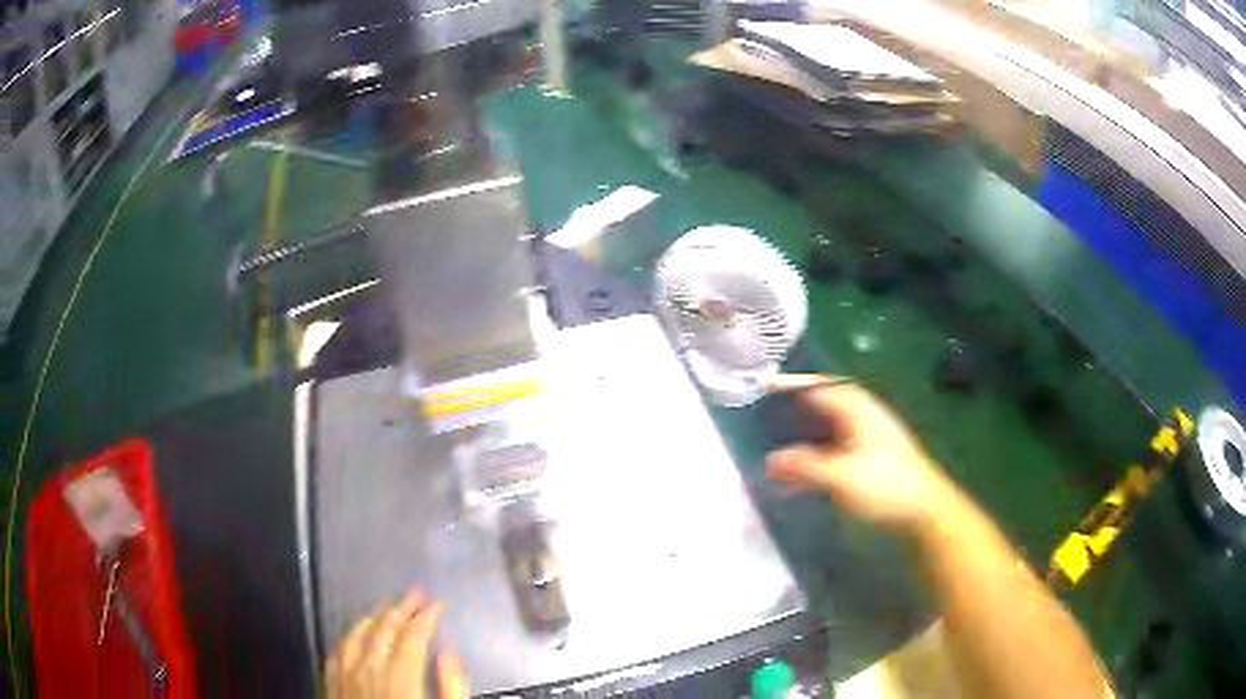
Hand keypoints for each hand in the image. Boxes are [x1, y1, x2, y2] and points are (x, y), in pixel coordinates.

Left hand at [326, 589, 468, 698]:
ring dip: (374, 618)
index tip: (438, 604)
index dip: (426, 617)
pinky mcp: (332, 686)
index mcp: (401, 680)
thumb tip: (450, 655)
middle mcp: (369, 671)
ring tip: (387, 607)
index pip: (413, 638)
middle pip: (384, 631)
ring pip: (357, 636)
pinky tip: (354, 634)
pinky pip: (337, 652)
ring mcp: (346, 677)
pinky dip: (348, 637)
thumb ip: (451, 688)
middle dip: (401, 608)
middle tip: (415, 594)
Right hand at [764, 374, 960, 535]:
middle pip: (827, 402)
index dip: (793, 383)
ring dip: (806, 432)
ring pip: (831, 427)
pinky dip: (817, 453)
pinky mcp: (873, 460)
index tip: (766, 384)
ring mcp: (871, 439)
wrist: (926, 511)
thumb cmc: (886, 487)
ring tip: (779, 442)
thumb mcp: (842, 478)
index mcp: (859, 412)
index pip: (821, 387)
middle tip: (768, 410)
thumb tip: (772, 460)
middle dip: (798, 404)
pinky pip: (837, 447)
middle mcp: (865, 418)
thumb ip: (806, 467)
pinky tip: (804, 474)